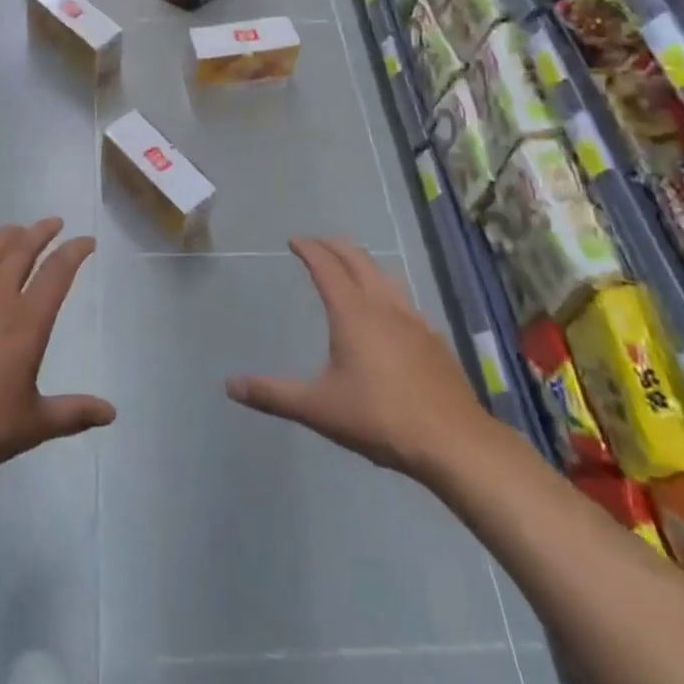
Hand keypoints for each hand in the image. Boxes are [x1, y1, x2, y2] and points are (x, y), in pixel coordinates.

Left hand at [0, 218, 114, 495]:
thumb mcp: (33, 425)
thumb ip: (73, 413)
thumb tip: (111, 413)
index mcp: (25, 323)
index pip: (57, 273)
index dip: (74, 252)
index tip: (86, 240)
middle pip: (19, 253)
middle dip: (39, 233)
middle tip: (52, 222)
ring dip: (0, 240)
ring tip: (11, 231)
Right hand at [225, 237, 486, 478]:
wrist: (454, 442)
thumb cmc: (380, 418)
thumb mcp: (319, 409)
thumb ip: (273, 395)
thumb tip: (230, 386)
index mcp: (353, 313)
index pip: (326, 266)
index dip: (309, 249)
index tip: (295, 241)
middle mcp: (383, 306)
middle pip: (358, 260)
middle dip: (335, 247)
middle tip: (318, 245)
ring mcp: (413, 320)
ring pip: (384, 277)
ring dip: (363, 264)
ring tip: (351, 269)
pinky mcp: (434, 340)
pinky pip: (403, 300)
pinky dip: (385, 291)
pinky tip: (387, 314)